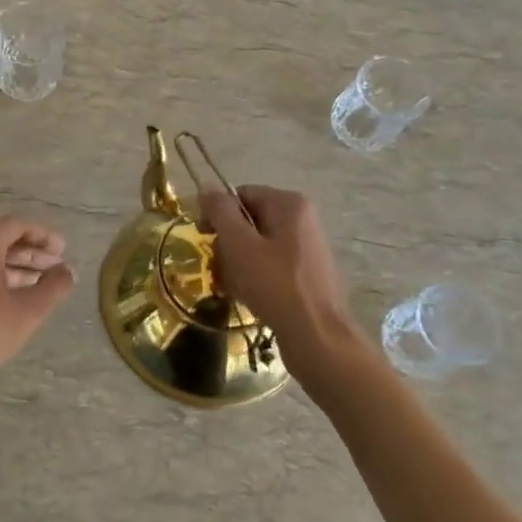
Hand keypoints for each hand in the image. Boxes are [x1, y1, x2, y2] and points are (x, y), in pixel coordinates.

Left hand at [0, 216, 74, 396]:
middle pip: (1, 240)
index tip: (62, 252)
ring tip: (41, 284)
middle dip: (31, 254)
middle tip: (56, 269)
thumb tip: (68, 271)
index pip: (17, 225)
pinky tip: (13, 297)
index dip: (43, 236)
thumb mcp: (28, 311)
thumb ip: (53, 286)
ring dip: (15, 267)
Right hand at [199, 186, 357, 367]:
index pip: (241, 195)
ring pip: (258, 246)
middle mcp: (302, 219)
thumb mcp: (239, 244)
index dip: (218, 214)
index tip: (204, 238)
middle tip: (218, 267)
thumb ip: (221, 211)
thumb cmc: (274, 284)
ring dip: (238, 263)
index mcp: (289, 204)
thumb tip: (207, 186)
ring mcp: (307, 247)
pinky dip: (255, 277)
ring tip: (231, 286)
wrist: (316, 335)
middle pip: (249, 221)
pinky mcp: (307, 273)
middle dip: (228, 243)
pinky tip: (247, 296)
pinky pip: (271, 266)